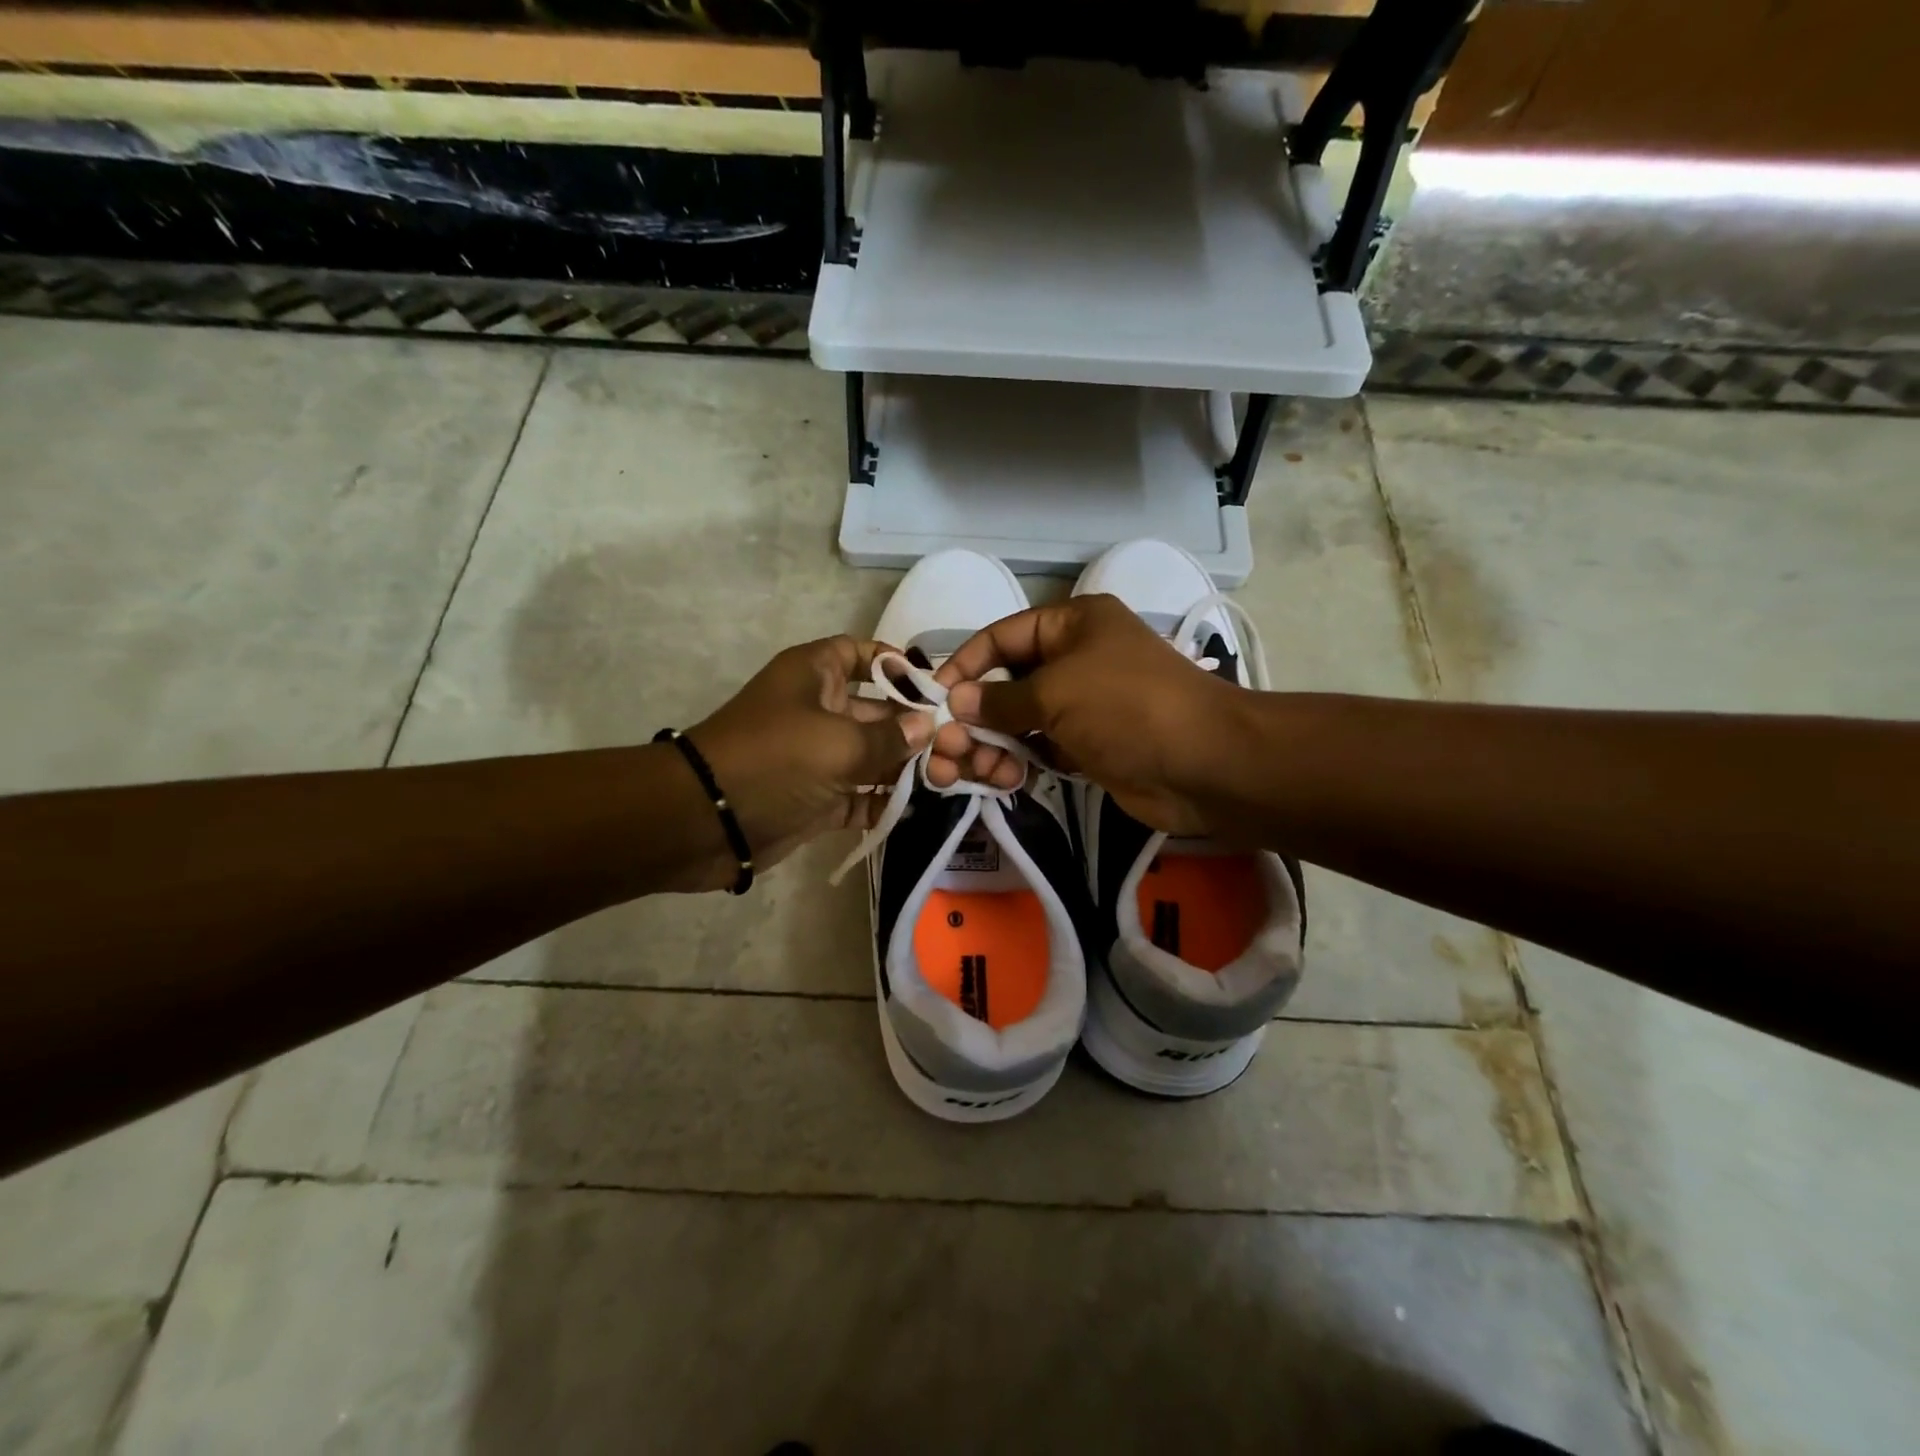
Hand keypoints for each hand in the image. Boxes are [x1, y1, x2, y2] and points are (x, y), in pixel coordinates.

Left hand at [681, 636, 930, 888]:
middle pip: (874, 710)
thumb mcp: (839, 743)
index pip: (859, 653)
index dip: (894, 664)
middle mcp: (816, 709)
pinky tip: (916, 809)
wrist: (705, 821)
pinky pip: (857, 796)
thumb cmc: (775, 760)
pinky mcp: (815, 798)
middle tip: (954, 745)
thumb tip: (926, 727)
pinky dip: (881, 802)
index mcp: (814, 675)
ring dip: (902, 769)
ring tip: (946, 780)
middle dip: (911, 727)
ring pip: (869, 756)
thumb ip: (889, 738)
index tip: (932, 687)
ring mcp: (815, 757)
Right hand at [926, 595, 1245, 835]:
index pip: (1002, 636)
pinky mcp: (1088, 746)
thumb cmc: (1125, 707)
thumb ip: (999, 700)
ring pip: (1019, 721)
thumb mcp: (1055, 692)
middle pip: (1006, 683)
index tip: (934, 698)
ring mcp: (1082, 705)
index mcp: (1072, 624)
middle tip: (946, 749)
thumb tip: (956, 703)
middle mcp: (1075, 659)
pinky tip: (1002, 780)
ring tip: (974, 772)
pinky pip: (1039, 749)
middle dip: (974, 716)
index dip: (965, 664)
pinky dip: (1018, 762)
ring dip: (992, 745)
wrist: (1202, 765)